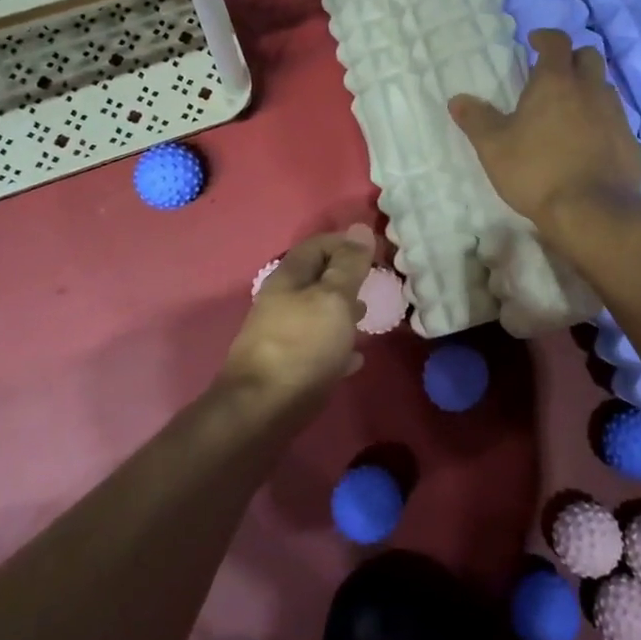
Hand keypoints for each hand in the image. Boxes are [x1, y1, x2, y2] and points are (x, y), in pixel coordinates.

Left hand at [223, 225, 375, 399]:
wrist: (262, 411)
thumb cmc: (303, 347)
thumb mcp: (333, 299)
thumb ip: (349, 266)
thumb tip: (361, 228)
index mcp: (288, 278)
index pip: (318, 244)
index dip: (347, 243)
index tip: (378, 252)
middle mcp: (280, 302)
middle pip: (317, 279)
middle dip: (347, 278)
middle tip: (376, 285)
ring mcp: (281, 336)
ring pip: (317, 313)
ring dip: (343, 312)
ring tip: (368, 318)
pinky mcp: (286, 368)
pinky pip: (317, 348)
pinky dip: (337, 346)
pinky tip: (355, 358)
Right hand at [449, 29, 640, 231]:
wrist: (593, 211)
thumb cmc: (537, 171)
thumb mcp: (494, 147)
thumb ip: (476, 120)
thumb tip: (458, 100)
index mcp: (556, 82)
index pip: (557, 42)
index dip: (545, 37)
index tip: (534, 42)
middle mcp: (591, 89)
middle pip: (589, 56)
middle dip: (572, 59)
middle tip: (553, 75)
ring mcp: (616, 115)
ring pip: (605, 88)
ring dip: (589, 90)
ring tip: (569, 110)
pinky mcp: (631, 142)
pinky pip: (616, 121)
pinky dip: (602, 122)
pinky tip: (589, 143)